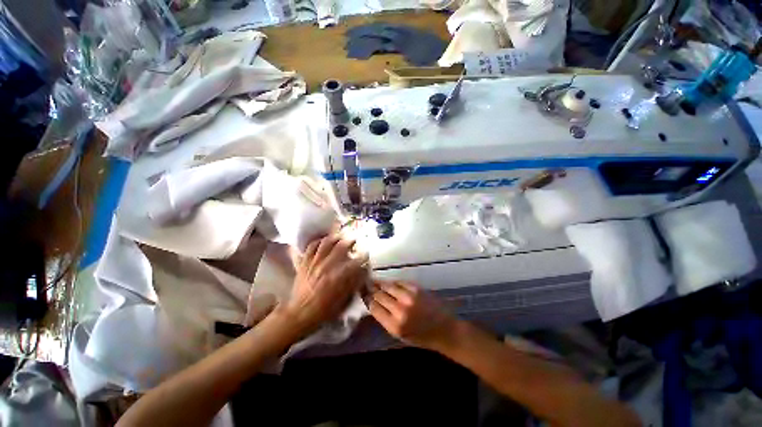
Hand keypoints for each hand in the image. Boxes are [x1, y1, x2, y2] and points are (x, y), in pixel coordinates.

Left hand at [280, 234, 367, 335]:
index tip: (366, 254)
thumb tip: (361, 272)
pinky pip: (311, 247)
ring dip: (334, 238)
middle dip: (350, 241)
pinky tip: (322, 241)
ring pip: (325, 243)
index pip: (354, 261)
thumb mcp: (344, 301)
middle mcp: (326, 266)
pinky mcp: (304, 262)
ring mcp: (313, 262)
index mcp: (338, 277)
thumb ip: (353, 284)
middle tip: (355, 240)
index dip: (363, 256)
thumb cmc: (325, 310)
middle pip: (340, 247)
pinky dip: (318, 241)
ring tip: (340, 236)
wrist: (302, 312)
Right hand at [368, 280, 456, 349]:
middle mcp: (400, 310)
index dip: (366, 299)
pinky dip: (394, 282)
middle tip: (364, 284)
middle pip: (379, 295)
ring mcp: (410, 298)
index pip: (373, 307)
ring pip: (388, 286)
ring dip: (380, 283)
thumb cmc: (421, 337)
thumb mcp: (399, 335)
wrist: (445, 330)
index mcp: (394, 325)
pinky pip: (401, 282)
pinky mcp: (418, 290)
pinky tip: (390, 283)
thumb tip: (373, 304)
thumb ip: (385, 320)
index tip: (362, 294)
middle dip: (371, 289)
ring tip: (374, 281)